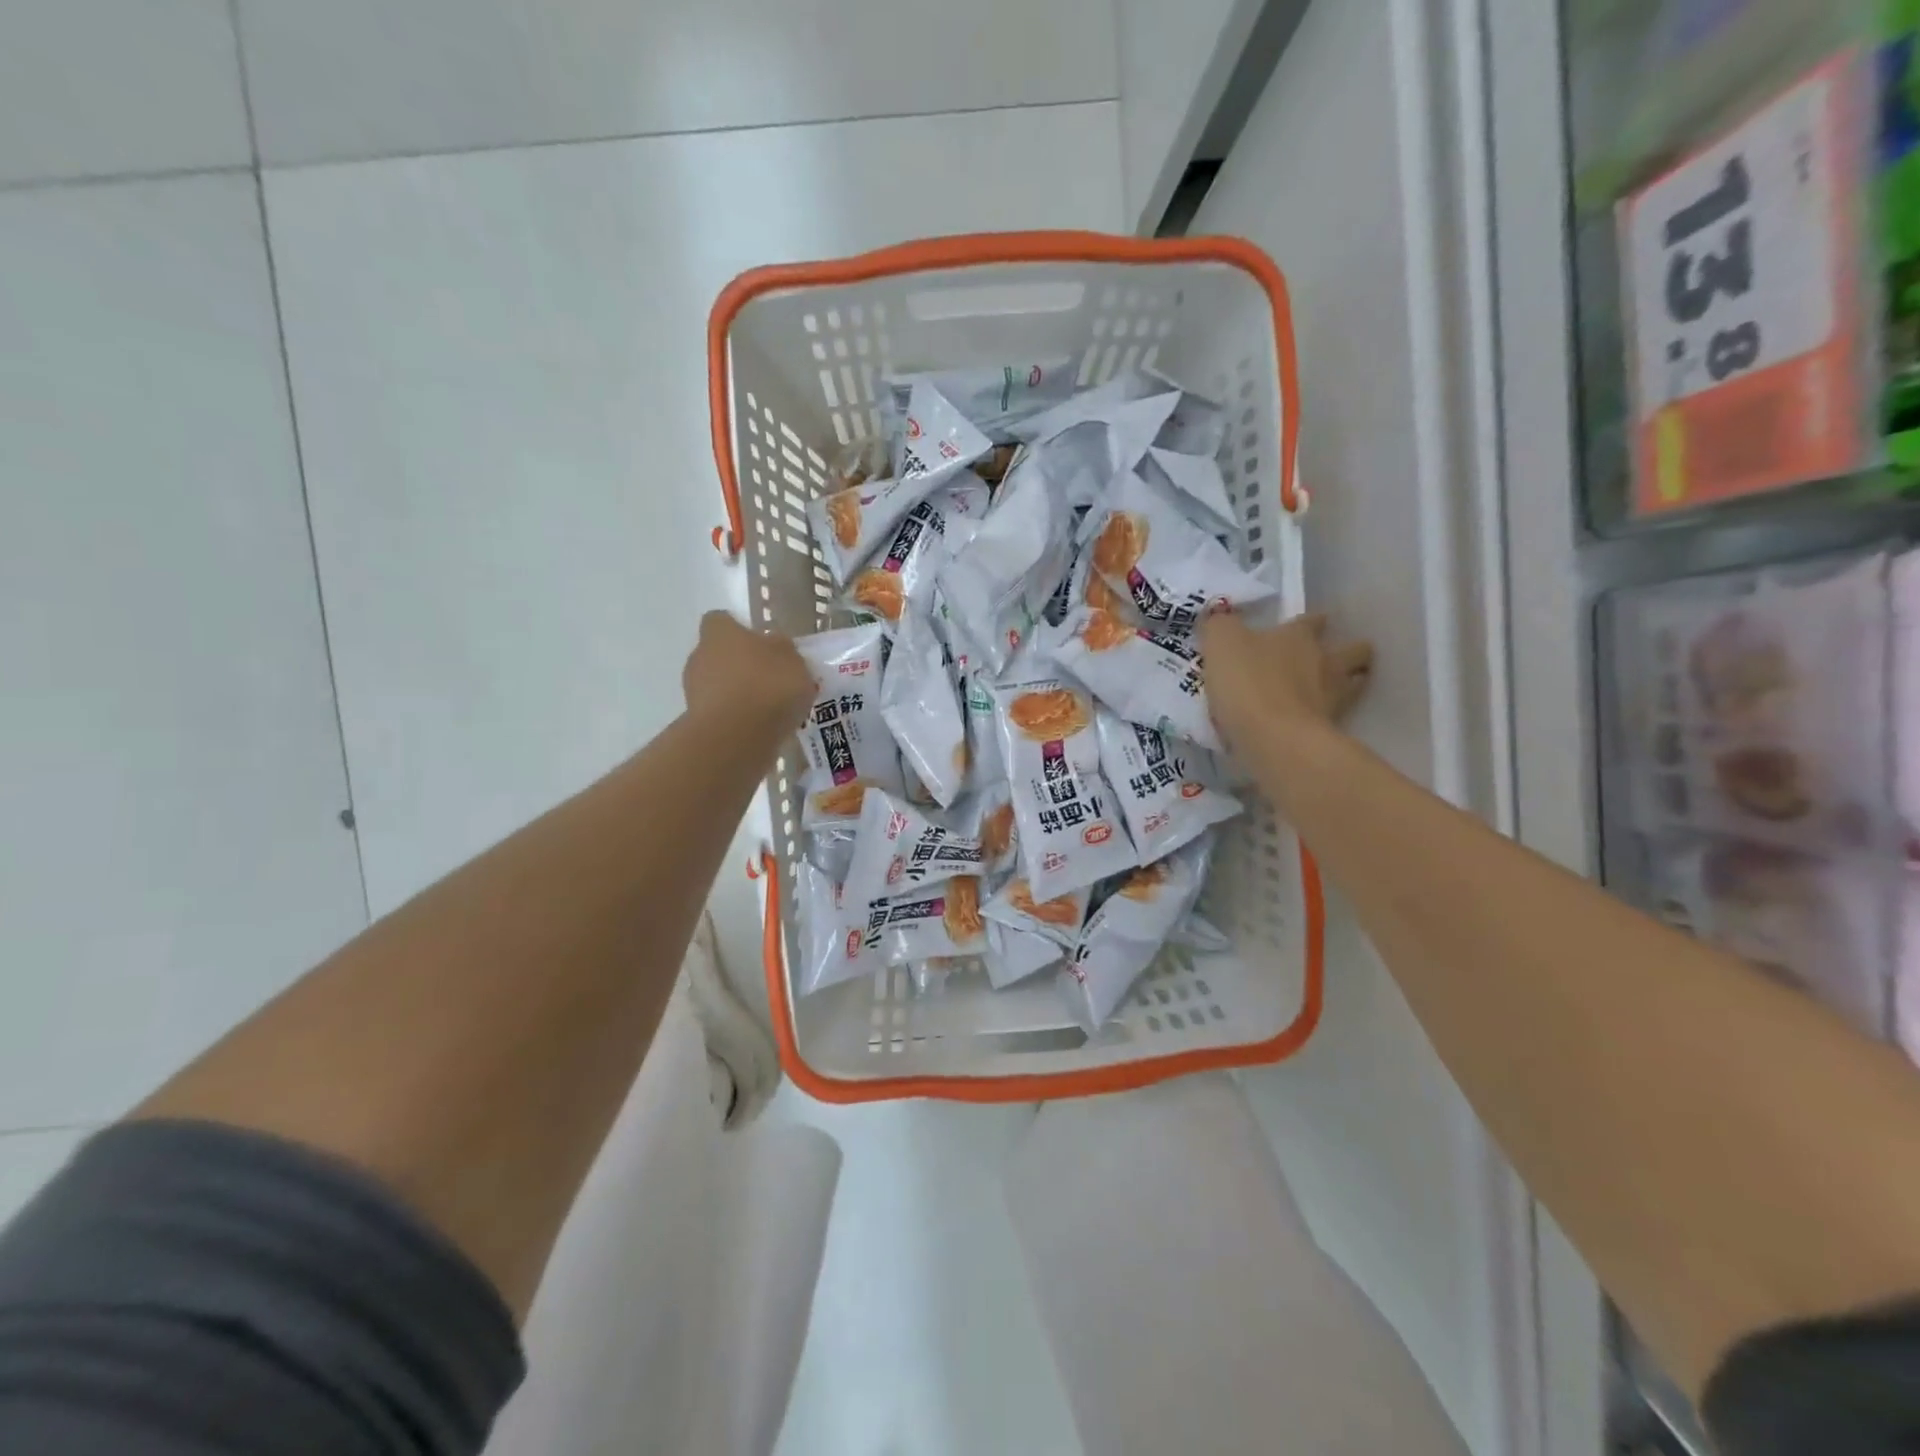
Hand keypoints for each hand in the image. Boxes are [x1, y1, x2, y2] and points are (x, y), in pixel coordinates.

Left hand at [682, 611, 814, 735]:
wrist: (737, 737)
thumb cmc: (768, 686)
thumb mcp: (794, 661)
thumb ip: (784, 651)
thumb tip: (776, 647)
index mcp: (720, 633)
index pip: (721, 620)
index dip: (739, 630)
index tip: (760, 644)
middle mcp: (700, 656)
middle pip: (719, 655)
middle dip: (740, 665)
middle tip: (770, 680)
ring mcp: (694, 691)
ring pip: (718, 685)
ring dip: (738, 694)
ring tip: (769, 710)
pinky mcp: (697, 722)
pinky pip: (721, 713)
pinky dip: (736, 718)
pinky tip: (759, 728)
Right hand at [1200, 611, 1372, 751]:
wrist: (1274, 739)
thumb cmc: (1247, 683)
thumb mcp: (1220, 642)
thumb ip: (1220, 625)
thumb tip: (1219, 616)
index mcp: (1298, 636)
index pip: (1312, 621)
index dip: (1310, 621)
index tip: (1306, 625)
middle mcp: (1324, 661)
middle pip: (1353, 650)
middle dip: (1349, 651)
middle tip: (1331, 659)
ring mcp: (1334, 697)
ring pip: (1356, 684)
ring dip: (1349, 684)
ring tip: (1332, 691)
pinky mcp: (1332, 731)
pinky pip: (1336, 718)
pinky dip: (1328, 717)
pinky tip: (1312, 723)